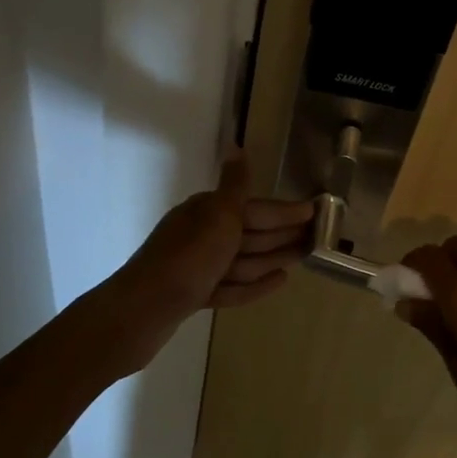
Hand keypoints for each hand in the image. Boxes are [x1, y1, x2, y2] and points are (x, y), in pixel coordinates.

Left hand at [85, 151, 313, 378]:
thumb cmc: (187, 259)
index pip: (255, 208)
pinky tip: (279, 281)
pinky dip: (254, 283)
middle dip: (282, 233)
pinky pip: (232, 285)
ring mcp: (197, 267)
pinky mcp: (194, 296)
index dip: (285, 211)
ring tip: (302, 257)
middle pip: (250, 232)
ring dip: (273, 257)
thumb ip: (235, 185)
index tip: (314, 212)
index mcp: (206, 212)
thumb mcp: (217, 216)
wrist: (140, 312)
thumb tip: (237, 145)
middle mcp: (201, 234)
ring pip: (243, 259)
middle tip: (316, 237)